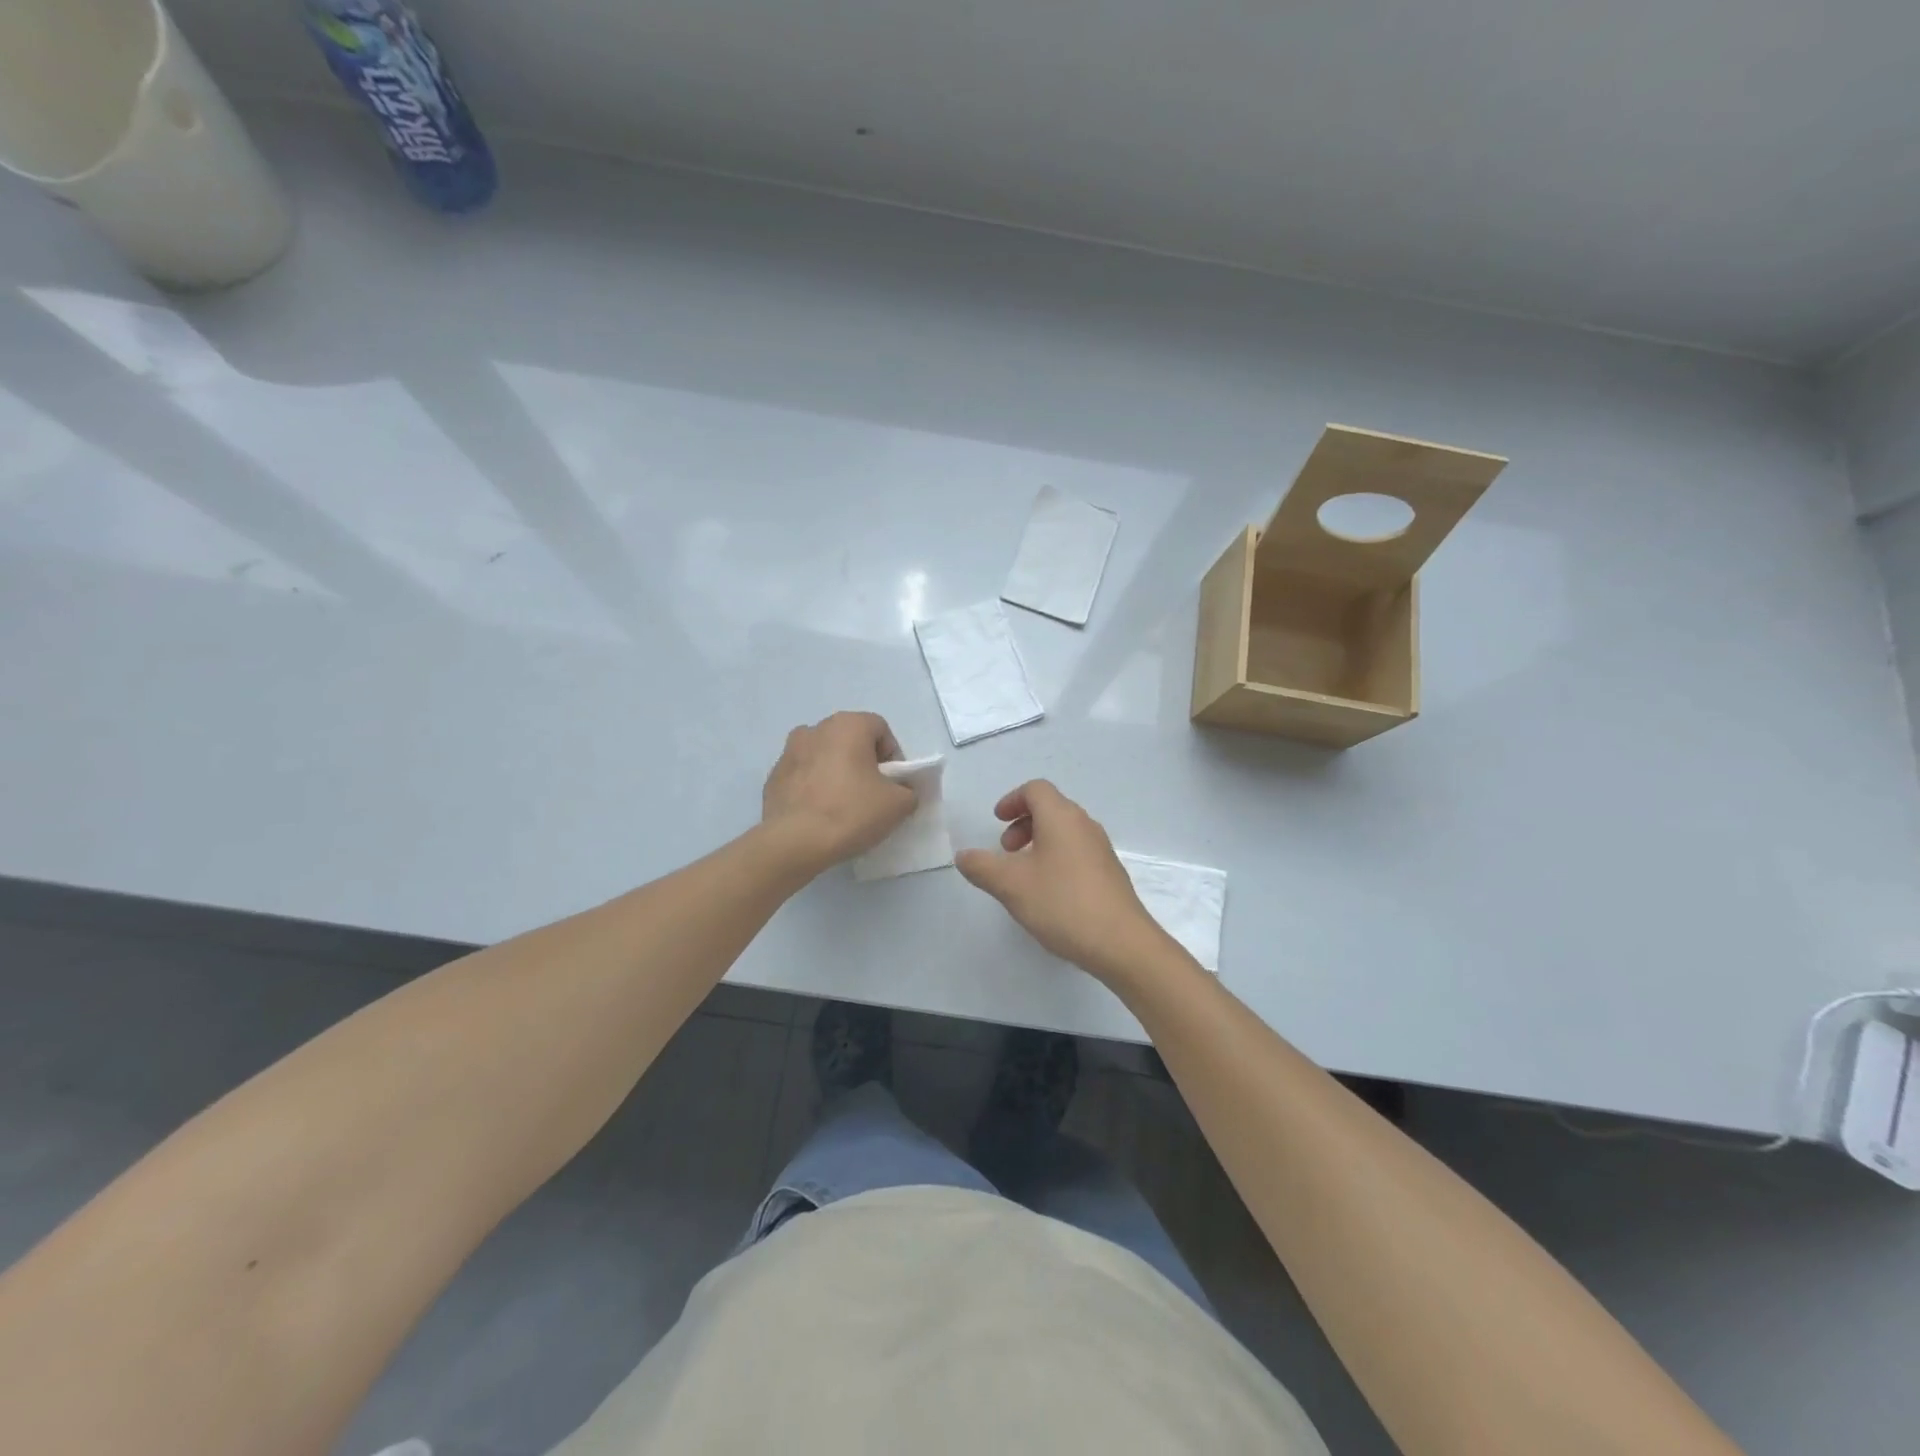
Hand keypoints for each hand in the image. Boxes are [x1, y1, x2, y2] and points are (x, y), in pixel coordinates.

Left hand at [761, 712, 915, 876]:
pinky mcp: (773, 776)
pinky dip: (814, 787)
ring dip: (836, 772)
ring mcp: (789, 751)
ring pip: (824, 756)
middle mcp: (816, 729)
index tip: (893, 785)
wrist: (794, 842)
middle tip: (871, 794)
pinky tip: (819, 813)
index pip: (881, 730)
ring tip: (842, 804)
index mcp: (848, 725)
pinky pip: (803, 775)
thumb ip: (908, 790)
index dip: (893, 756)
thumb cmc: (851, 812)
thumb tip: (901, 791)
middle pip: (850, 740)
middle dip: (863, 762)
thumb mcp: (899, 804)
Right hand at [955, 780, 1174, 982]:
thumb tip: (963, 855)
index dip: (1012, 800)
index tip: (996, 821)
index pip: (1036, 790)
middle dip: (1023, 823)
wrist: (1122, 943)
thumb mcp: (1010, 885)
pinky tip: (1048, 893)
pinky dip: (1056, 859)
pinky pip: (1077, 852)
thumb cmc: (1062, 904)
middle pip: (1051, 808)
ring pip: (1064, 832)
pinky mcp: (1110, 874)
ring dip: (1039, 842)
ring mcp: (1101, 850)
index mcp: (1062, 817)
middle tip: (1006, 850)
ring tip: (1023, 875)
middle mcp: (1085, 825)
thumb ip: (981, 866)